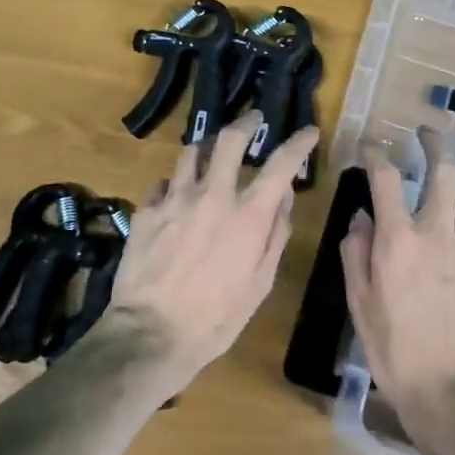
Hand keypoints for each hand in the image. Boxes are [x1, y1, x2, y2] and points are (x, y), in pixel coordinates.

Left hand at [106, 112, 320, 395]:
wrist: (151, 334)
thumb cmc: (216, 318)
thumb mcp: (260, 283)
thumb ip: (275, 235)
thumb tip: (284, 197)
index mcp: (248, 215)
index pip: (281, 164)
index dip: (298, 142)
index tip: (308, 132)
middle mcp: (212, 195)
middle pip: (228, 139)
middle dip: (245, 122)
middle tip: (253, 120)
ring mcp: (175, 199)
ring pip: (191, 153)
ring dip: (206, 149)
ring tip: (211, 153)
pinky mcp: (146, 210)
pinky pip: (163, 183)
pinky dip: (176, 184)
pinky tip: (176, 195)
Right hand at [339, 129, 454, 437]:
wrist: (450, 392)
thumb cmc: (393, 350)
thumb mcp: (358, 302)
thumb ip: (356, 252)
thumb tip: (361, 218)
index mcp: (398, 240)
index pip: (386, 177)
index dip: (376, 153)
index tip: (371, 146)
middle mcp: (437, 233)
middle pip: (445, 171)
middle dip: (434, 143)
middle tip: (425, 135)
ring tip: (449, 184)